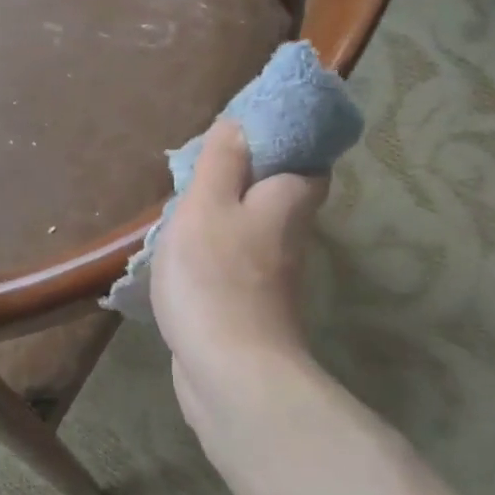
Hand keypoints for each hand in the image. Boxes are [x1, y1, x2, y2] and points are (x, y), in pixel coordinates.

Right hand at [151, 122, 324, 434]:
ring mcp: (272, 276)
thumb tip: (240, 124)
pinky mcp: (250, 305)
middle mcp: (290, 236)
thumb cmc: (214, 276)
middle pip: (280, 195)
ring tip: (186, 203)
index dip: (286, 142)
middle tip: (206, 166)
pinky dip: (218, 249)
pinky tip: (186, 251)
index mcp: (287, 201)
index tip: (246, 132)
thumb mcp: (207, 204)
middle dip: (251, 177)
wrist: (229, 371)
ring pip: (256, 228)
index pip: (308, 160)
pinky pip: (237, 261)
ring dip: (229, 214)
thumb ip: (222, 161)